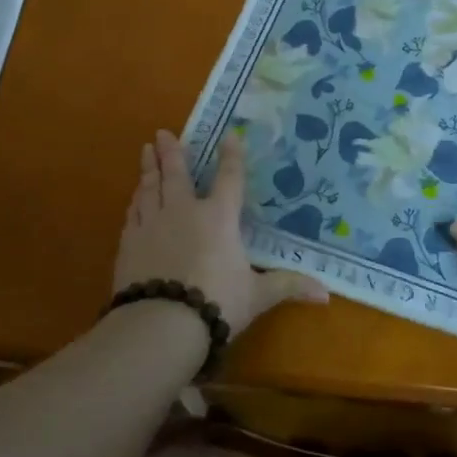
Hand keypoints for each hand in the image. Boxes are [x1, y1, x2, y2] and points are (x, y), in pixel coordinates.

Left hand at [114, 129, 328, 333]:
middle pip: (177, 174)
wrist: (161, 323)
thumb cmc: (217, 302)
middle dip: (171, 152)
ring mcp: (152, 224)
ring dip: (149, 169)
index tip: (229, 134)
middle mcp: (184, 211)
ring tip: (146, 151)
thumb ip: (288, 287)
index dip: (231, 156)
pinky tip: (135, 198)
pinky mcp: (129, 242)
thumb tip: (326, 295)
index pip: (229, 178)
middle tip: (162, 133)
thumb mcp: (258, 296)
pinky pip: (133, 212)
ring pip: (150, 188)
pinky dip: (136, 200)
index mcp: (219, 217)